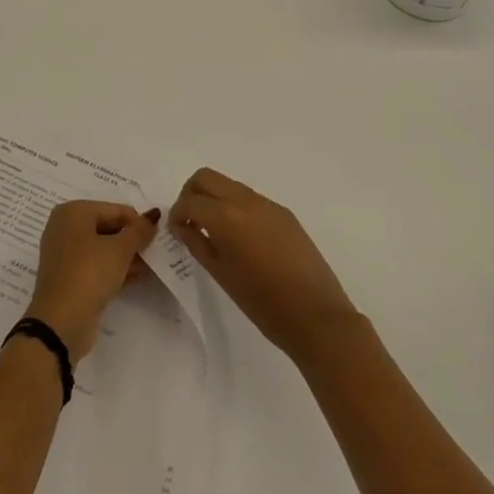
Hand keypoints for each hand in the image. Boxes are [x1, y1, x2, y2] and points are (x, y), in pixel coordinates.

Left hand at [25, 201, 159, 358]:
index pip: (115, 210)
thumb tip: (154, 215)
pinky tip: (136, 277)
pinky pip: (95, 265)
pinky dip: (114, 268)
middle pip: (108, 227)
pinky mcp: (68, 276)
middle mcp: (65, 227)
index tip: (158, 239)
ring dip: (126, 255)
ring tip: (151, 266)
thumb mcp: (120, 250)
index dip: (138, 223)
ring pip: (102, 247)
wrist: (60, 322)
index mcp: (73, 211)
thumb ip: (139, 231)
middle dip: (132, 240)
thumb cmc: (89, 274)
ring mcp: (64, 253)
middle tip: (155, 253)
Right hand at [169, 167, 359, 361]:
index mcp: (226, 217)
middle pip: (206, 177)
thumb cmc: (262, 303)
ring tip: (214, 231)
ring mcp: (268, 204)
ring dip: (214, 198)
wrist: (316, 316)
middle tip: (190, 221)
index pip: (190, 200)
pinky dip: (235, 207)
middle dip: (191, 194)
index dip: (177, 213)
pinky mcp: (284, 213)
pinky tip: (241, 238)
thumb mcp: (221, 275)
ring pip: (229, 184)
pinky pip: (250, 198)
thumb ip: (197, 243)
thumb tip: (183, 225)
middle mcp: (245, 201)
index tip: (177, 230)